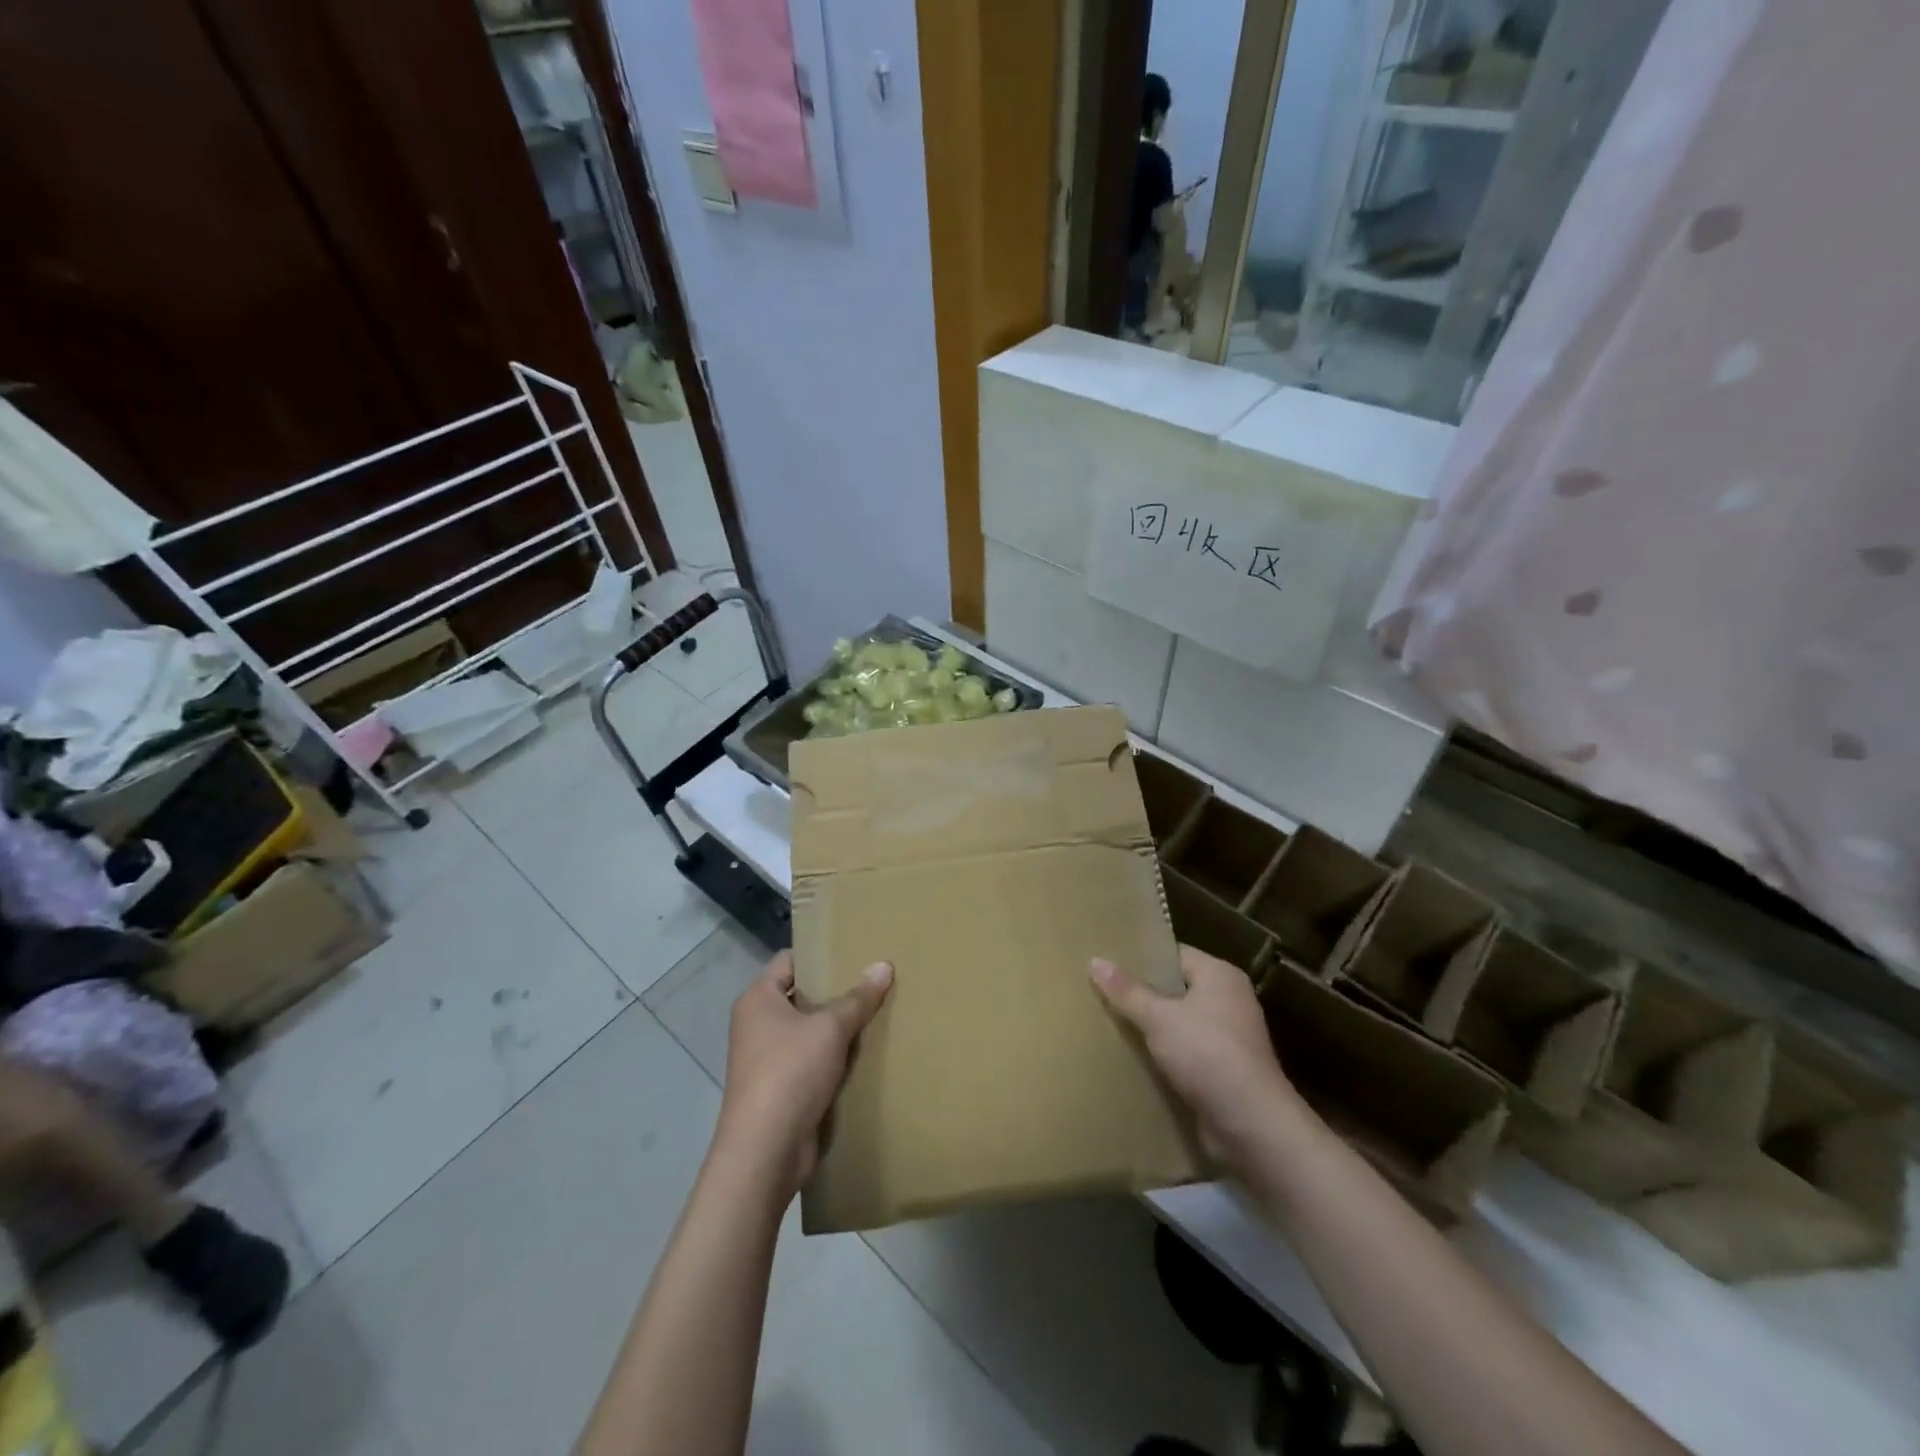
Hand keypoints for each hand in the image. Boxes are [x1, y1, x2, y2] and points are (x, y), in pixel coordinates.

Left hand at [716, 951, 892, 1197]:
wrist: (765, 1151)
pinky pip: (810, 1062)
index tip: (854, 949)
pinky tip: (864, 1054)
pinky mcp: (780, 1089)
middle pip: (800, 995)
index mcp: (758, 999)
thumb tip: (884, 965)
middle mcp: (756, 1024)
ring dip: (836, 1028)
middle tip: (873, 980)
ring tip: (876, 1013)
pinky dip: (833, 1058)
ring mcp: (766, 1059)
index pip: (790, 960)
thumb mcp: (830, 1028)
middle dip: (835, 991)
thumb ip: (858, 998)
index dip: (820, 953)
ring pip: (808, 1031)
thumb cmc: (790, 1072)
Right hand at [1091, 945, 1308, 1164]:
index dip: (1140, 957)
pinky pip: (1184, 1051)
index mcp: (1219, 975)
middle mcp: (1228, 1000)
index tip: (1106, 961)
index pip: (1173, 954)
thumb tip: (1095, 960)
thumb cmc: (1208, 1056)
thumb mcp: (1160, 1018)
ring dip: (1149, 1027)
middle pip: (1174, 988)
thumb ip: (1127, 991)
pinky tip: (1130, 1057)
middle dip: (1140, 994)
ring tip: (1107, 1023)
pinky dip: (1162, 1054)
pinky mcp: (1223, 1070)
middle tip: (1098, 991)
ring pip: (1177, 1022)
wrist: (1252, 1127)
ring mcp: (1228, 1037)